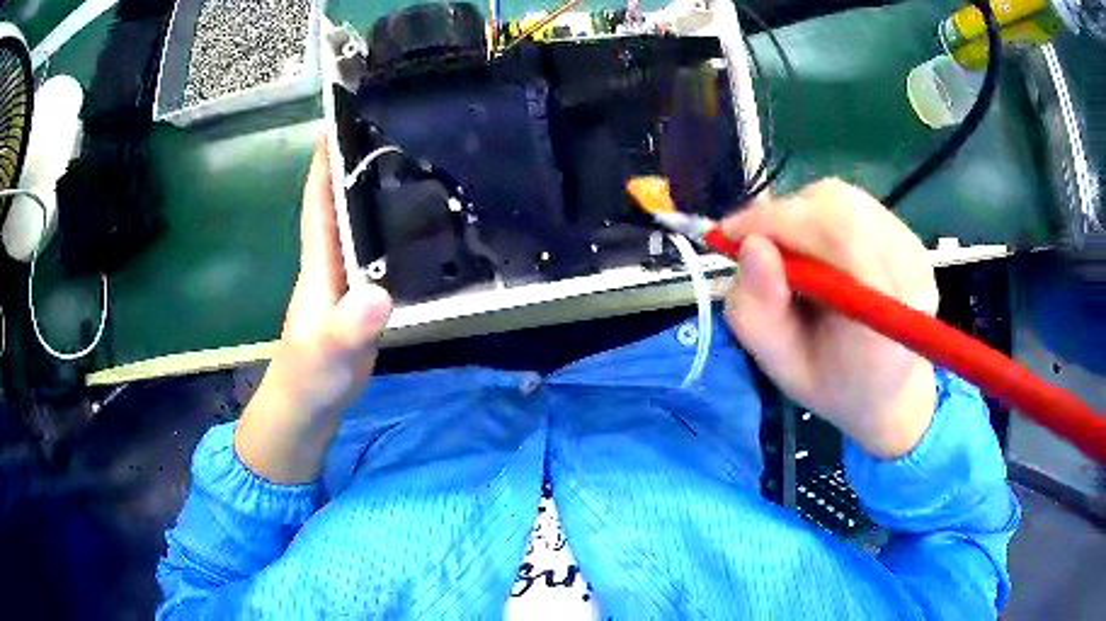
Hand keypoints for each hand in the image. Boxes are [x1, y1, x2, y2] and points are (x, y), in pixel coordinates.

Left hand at [234, 138, 392, 483]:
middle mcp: (333, 263)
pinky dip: (396, 236)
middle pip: (344, 203)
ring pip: (364, 227)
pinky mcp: (365, 300)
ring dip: (380, 196)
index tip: (340, 119)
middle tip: (396, 129)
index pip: (319, 201)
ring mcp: (350, 282)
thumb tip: (379, 293)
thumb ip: (348, 327)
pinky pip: (381, 256)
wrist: (310, 408)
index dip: (325, 161)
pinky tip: (423, 228)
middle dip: (359, 165)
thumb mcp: (327, 353)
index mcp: (319, 263)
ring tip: (417, 165)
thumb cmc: (309, 378)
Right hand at [722, 179, 938, 458]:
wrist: (886, 390)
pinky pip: (856, 205)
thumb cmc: (832, 384)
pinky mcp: (910, 238)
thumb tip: (750, 245)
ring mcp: (916, 251)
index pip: (839, 234)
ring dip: (802, 215)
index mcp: (886, 315)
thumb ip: (757, 313)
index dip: (779, 222)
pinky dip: (821, 217)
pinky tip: (816, 250)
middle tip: (754, 243)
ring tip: (788, 251)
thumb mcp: (780, 366)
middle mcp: (912, 272)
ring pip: (845, 199)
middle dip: (785, 216)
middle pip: (843, 208)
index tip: (730, 235)